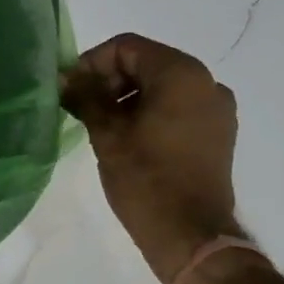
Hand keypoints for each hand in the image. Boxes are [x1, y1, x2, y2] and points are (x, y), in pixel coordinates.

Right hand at [61, 33, 240, 283]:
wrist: (191, 236)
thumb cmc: (146, 180)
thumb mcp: (107, 134)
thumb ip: (86, 96)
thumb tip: (65, 77)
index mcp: (181, 74)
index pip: (127, 47)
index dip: (92, 62)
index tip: (70, 88)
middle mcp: (206, 82)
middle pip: (146, 62)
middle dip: (109, 79)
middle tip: (80, 106)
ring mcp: (217, 108)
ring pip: (162, 85)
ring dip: (128, 96)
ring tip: (100, 123)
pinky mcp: (218, 132)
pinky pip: (178, 106)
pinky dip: (150, 111)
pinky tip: (128, 136)